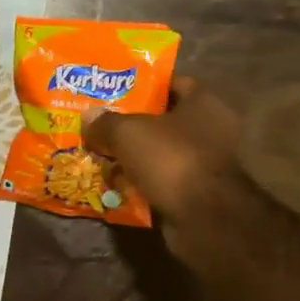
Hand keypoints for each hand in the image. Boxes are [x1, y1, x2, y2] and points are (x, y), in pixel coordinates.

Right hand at [85, 78, 260, 271]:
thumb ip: (105, 122)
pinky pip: (161, 179)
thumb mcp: (128, 132)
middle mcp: (211, 129)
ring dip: (134, 155)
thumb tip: (88, 117)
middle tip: (100, 123)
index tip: (115, 88)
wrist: (204, 217)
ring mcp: (205, 163)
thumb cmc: (171, 159)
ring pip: (160, 151)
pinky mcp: (196, 191)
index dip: (144, 83)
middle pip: (163, 119)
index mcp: (204, 103)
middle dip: (132, 123)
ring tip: (101, 153)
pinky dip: (141, 180)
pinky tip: (115, 182)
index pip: (173, 82)